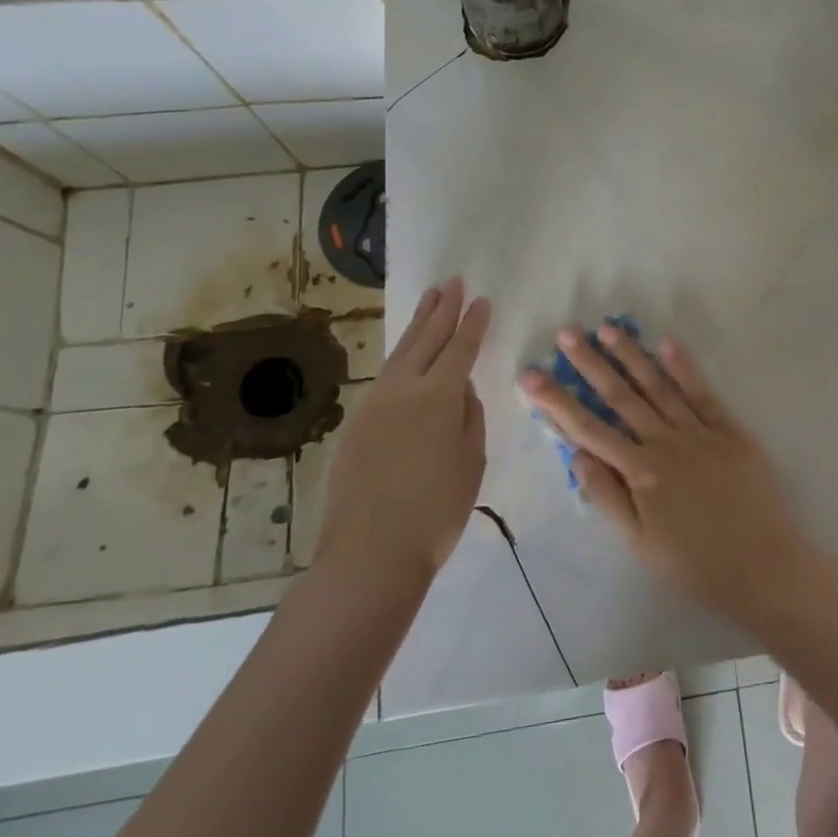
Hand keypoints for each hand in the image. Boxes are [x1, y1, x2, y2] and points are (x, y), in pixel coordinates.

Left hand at [316, 279, 490, 589]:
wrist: (370, 554)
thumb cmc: (435, 511)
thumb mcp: (470, 461)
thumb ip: (468, 416)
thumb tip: (460, 390)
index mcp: (438, 397)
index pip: (460, 349)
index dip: (472, 323)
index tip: (481, 300)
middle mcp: (403, 390)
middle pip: (425, 339)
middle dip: (441, 309)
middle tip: (451, 282)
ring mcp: (375, 405)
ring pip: (401, 353)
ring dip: (417, 324)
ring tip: (429, 300)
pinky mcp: (357, 424)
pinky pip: (385, 376)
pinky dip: (401, 355)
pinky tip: (406, 354)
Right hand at [519, 325, 809, 617]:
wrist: (763, 565)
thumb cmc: (695, 563)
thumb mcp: (639, 543)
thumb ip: (607, 496)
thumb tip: (576, 454)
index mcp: (640, 471)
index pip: (589, 429)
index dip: (557, 402)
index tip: (531, 376)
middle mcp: (665, 442)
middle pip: (621, 397)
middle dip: (591, 364)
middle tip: (567, 334)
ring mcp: (699, 431)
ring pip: (657, 385)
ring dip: (631, 355)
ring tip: (607, 328)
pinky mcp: (729, 429)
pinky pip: (701, 391)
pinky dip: (683, 366)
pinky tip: (666, 342)